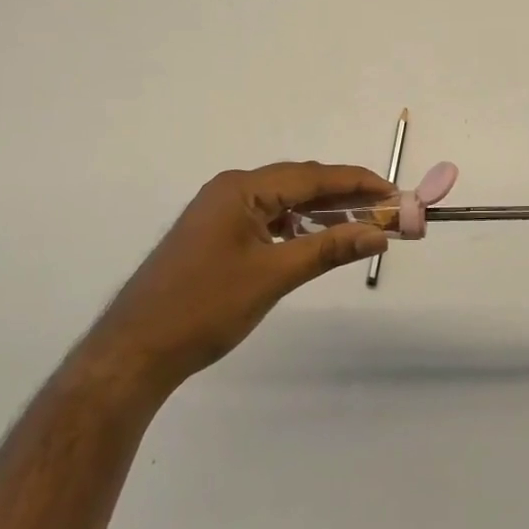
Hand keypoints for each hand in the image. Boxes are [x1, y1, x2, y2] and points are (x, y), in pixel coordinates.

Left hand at [97, 163, 393, 393]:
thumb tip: (379, 233)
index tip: (394, 192)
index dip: (357, 182)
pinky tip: (316, 241)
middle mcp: (230, 189)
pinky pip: (266, 220)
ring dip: (321, 213)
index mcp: (241, 188)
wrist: (134, 352)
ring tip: (361, 226)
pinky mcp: (215, 235)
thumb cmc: (205, 308)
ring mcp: (219, 212)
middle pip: (298, 184)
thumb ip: (328, 249)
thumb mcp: (273, 276)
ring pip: (282, 203)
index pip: (312, 176)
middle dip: (343, 197)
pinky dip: (296, 228)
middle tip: (385, 211)